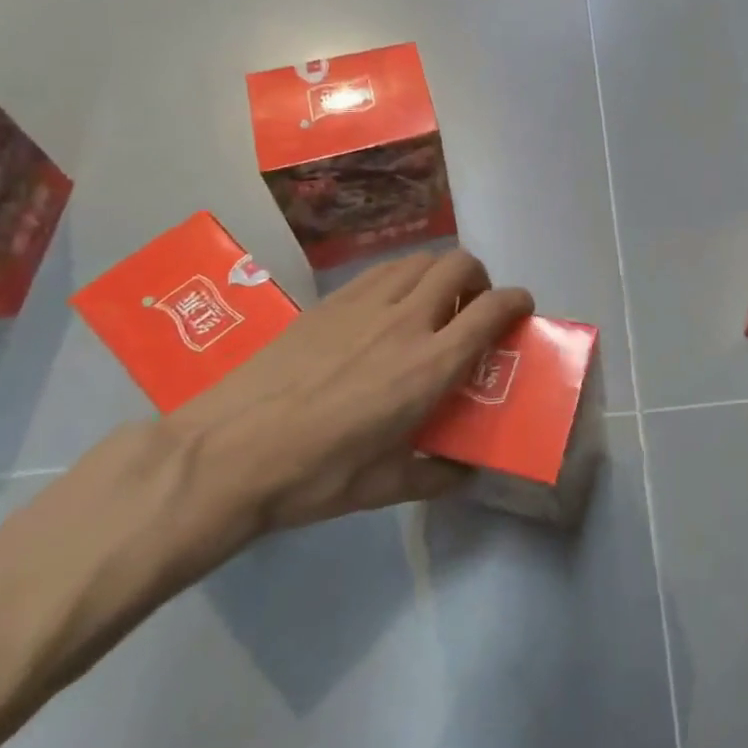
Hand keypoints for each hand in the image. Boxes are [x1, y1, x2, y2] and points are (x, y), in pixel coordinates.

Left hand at [162, 248, 532, 551]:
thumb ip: (434, 475)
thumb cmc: (312, 475)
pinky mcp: (331, 300)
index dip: (517, 301)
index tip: (521, 310)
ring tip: (430, 303)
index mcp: (430, 366)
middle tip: (471, 309)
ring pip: (422, 259)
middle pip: (461, 265)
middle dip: (480, 278)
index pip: (492, 309)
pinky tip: (385, 308)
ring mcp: (366, 303)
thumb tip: (465, 473)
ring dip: (440, 273)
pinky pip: (382, 269)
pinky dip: (402, 276)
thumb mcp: (381, 487)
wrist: (226, 451)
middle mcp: (407, 321)